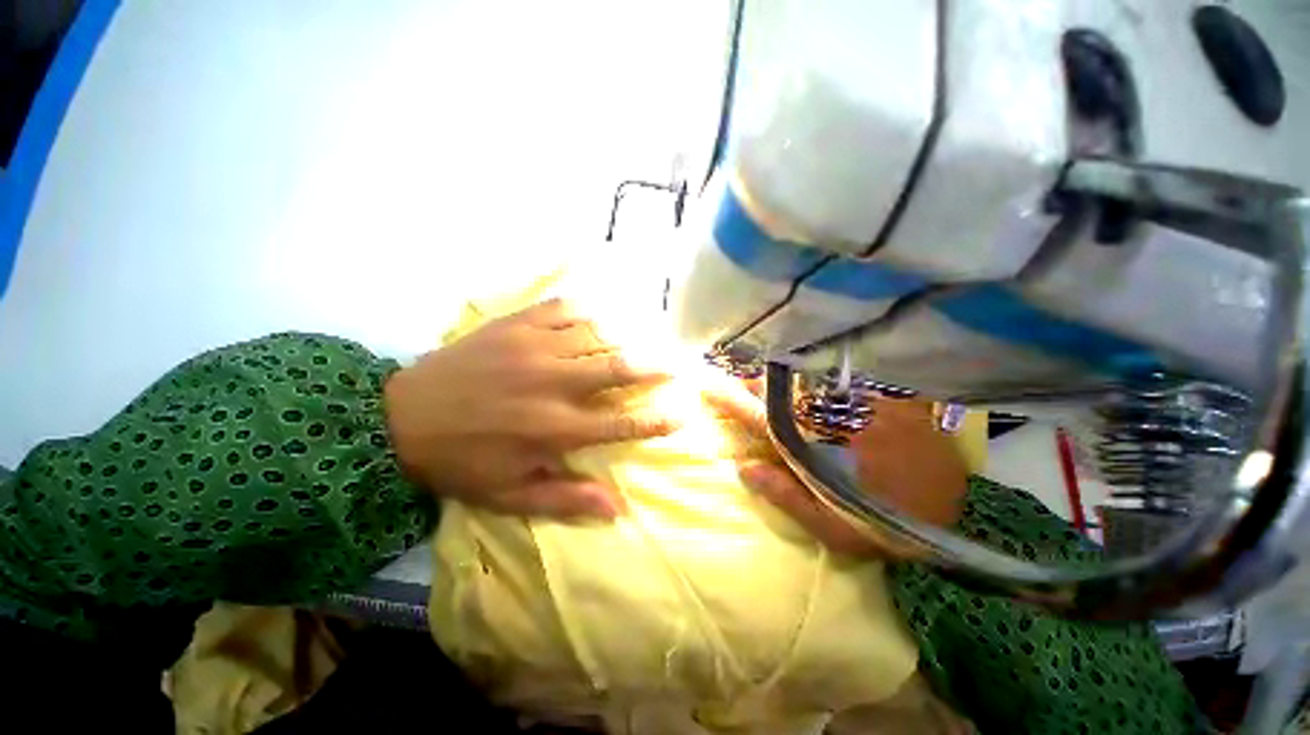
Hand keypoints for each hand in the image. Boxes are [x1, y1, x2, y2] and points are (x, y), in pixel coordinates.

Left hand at [384, 299, 678, 518]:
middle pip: (619, 368)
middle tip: (676, 363)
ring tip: (645, 339)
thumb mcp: (510, 496)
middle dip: (655, 366)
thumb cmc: (462, 462)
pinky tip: (599, 316)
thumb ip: (567, 500)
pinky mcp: (516, 324)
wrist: (399, 418)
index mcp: (555, 429)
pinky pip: (565, 308)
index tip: (683, 413)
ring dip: (627, 337)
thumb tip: (618, 509)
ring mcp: (535, 348)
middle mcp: (554, 384)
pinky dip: (588, 311)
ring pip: (598, 334)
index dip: (658, 419)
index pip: (623, 422)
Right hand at [708, 386, 967, 557]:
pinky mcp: (877, 393)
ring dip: (782, 379)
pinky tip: (813, 380)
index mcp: (811, 446)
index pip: (758, 415)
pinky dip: (816, 376)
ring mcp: (854, 400)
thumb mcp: (829, 527)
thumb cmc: (884, 523)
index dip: (729, 398)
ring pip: (804, 378)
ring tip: (770, 383)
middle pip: (778, 388)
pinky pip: (837, 376)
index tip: (706, 384)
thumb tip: (744, 468)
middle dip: (753, 384)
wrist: (955, 509)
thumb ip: (784, 495)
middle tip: (739, 385)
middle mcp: (828, 415)